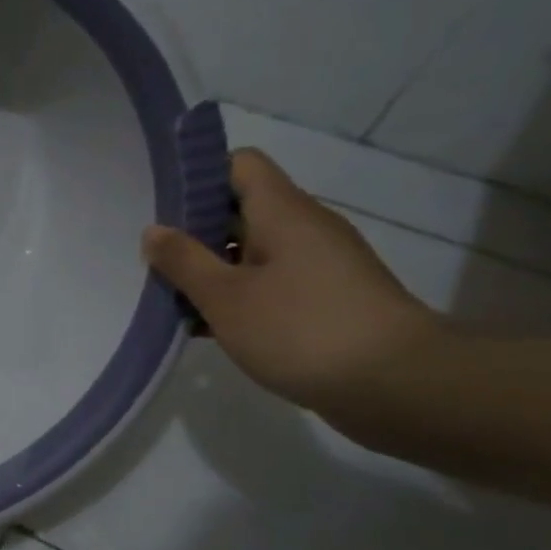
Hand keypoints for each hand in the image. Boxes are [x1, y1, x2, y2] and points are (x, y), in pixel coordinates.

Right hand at [141, 149, 440, 417]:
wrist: (398, 385)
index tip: (162, 208)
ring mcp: (320, 266)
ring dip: (212, 271)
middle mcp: (305, 228)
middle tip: (153, 260)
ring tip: (170, 299)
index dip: (199, 176)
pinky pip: (270, 284)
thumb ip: (184, 261)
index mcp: (283, 212)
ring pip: (252, 252)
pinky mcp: (326, 300)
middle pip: (241, 210)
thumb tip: (153, 230)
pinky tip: (206, 327)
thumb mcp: (225, 297)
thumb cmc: (301, 330)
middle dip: (194, 232)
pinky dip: (238, 297)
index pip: (240, 165)